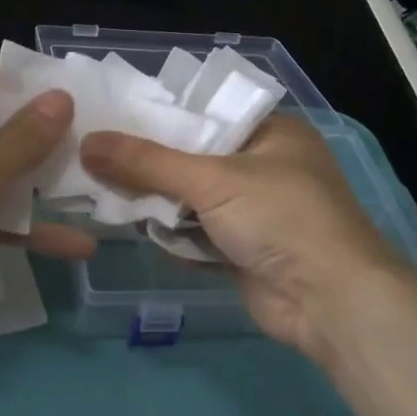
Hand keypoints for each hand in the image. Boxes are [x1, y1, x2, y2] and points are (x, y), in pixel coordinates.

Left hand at [0, 60, 95, 327]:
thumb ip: (27, 137)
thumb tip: (62, 95)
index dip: (40, 90)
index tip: (85, 107)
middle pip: (0, 127)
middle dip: (47, 145)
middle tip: (99, 157)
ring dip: (39, 191)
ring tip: (98, 201)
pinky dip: (19, 226)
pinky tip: (70, 246)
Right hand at [81, 116, 416, 362]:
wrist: (329, 301)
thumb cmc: (279, 217)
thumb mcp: (211, 179)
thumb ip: (146, 162)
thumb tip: (86, 142)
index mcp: (271, 132)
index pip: (204, 114)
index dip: (159, 117)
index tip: (111, 118)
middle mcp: (264, 167)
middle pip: (193, 159)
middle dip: (149, 166)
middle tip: (96, 158)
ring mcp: (255, 212)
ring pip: (191, 200)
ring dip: (157, 203)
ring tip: (103, 192)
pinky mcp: (243, 250)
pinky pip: (197, 234)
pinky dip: (173, 235)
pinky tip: (136, 228)